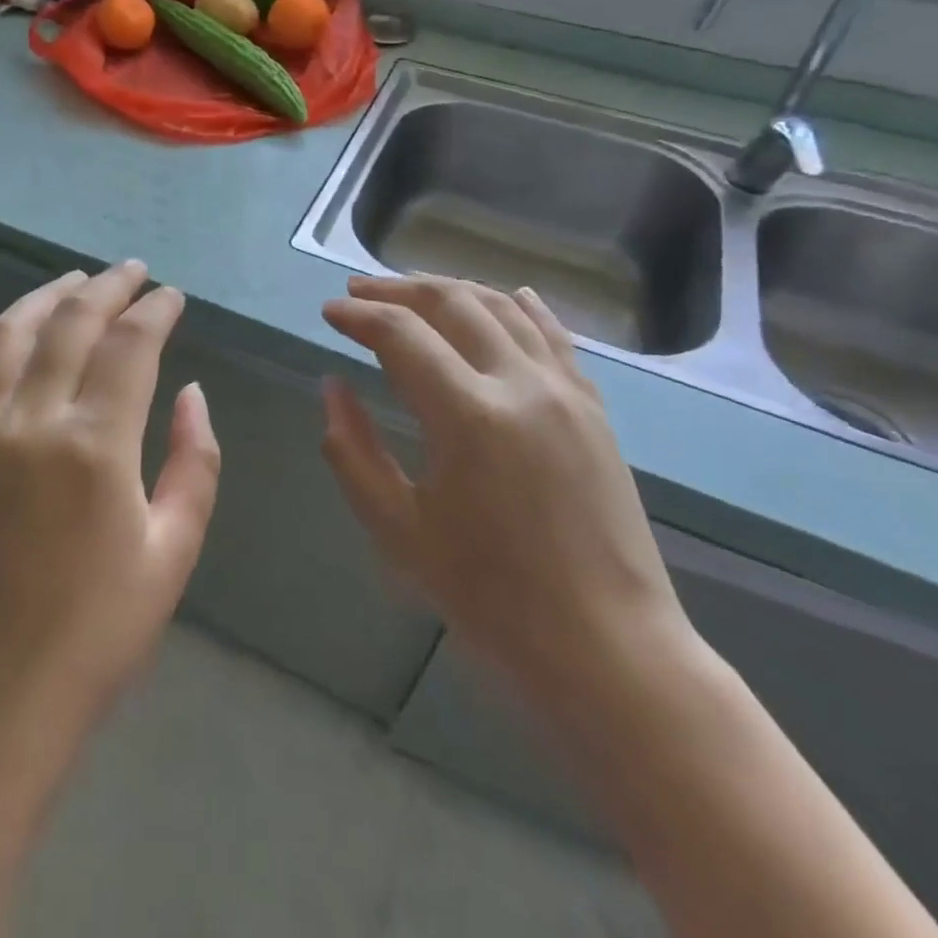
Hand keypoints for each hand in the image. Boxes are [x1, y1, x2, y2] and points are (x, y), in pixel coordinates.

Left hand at [0, 261, 221, 774]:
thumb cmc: (98, 632)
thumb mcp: (174, 550)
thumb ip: (194, 461)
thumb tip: (191, 394)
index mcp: (94, 444)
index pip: (130, 344)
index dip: (156, 310)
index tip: (173, 296)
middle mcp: (31, 420)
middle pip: (70, 322)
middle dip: (108, 287)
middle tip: (134, 272)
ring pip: (9, 333)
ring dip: (46, 296)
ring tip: (76, 281)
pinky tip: (9, 333)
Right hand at [320, 276, 687, 693]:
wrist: (608, 649)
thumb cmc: (491, 598)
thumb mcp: (398, 530)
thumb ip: (352, 450)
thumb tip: (332, 387)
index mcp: (467, 415)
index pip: (400, 334)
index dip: (358, 315)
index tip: (329, 311)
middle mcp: (519, 384)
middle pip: (451, 303)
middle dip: (397, 289)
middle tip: (359, 291)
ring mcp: (565, 391)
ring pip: (502, 307)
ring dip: (451, 289)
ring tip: (413, 291)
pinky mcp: (593, 408)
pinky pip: (553, 335)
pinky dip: (519, 307)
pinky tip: (506, 297)